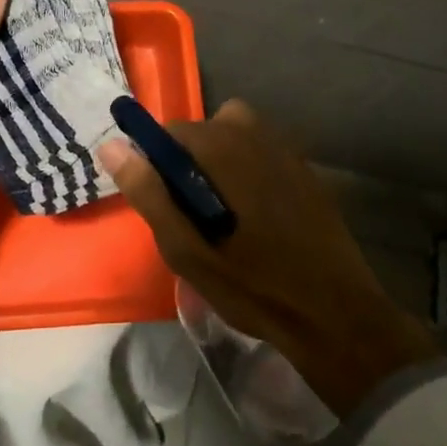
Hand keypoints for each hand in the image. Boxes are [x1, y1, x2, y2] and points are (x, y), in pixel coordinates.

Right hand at [99, 100, 441, 415]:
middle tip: (193, 216)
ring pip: (235, 140)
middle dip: (190, 163)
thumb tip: (112, 147)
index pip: (170, 132)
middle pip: (205, 131)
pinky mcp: (307, 171)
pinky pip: (262, 155)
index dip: (158, 166)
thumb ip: (148, 192)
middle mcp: (255, 134)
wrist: (334, 314)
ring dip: (220, 165)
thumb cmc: (252, 284)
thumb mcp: (185, 247)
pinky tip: (257, 220)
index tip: (164, 206)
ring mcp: (286, 150)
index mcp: (223, 146)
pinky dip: (249, 173)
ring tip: (222, 216)